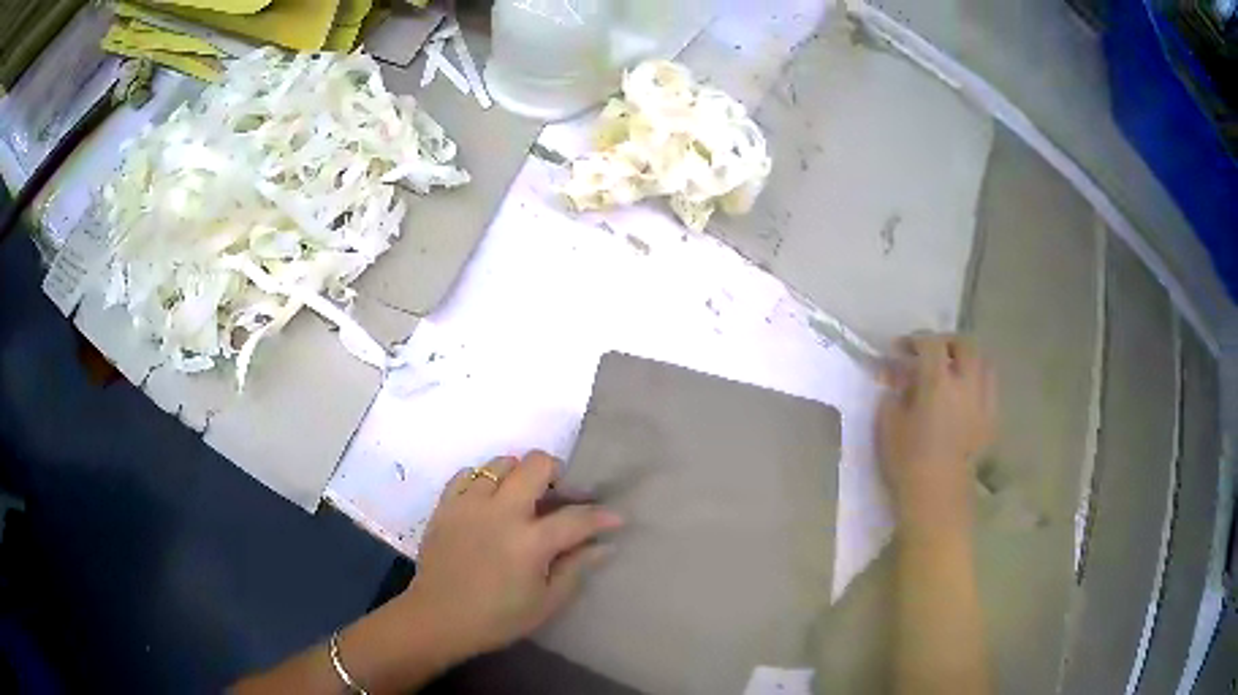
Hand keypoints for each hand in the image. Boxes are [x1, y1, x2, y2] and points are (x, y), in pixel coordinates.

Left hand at [392, 451, 623, 662]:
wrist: (437, 618)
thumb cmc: (496, 618)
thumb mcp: (545, 603)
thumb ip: (575, 569)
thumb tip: (604, 546)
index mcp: (530, 542)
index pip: (576, 518)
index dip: (601, 516)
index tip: (615, 518)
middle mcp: (501, 512)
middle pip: (536, 465)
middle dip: (558, 473)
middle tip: (560, 495)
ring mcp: (469, 504)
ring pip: (501, 463)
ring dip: (519, 474)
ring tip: (522, 497)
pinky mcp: (445, 505)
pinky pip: (467, 474)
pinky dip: (483, 480)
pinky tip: (488, 500)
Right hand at [878, 333, 995, 528]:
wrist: (937, 498)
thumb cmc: (907, 461)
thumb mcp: (888, 424)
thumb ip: (893, 394)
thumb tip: (897, 380)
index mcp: (938, 381)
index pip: (930, 343)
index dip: (913, 340)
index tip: (898, 350)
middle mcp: (966, 384)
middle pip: (965, 344)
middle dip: (946, 342)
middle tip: (930, 352)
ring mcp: (983, 402)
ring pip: (984, 363)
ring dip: (967, 359)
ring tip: (952, 370)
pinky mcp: (991, 421)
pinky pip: (989, 388)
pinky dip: (977, 382)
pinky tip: (965, 396)